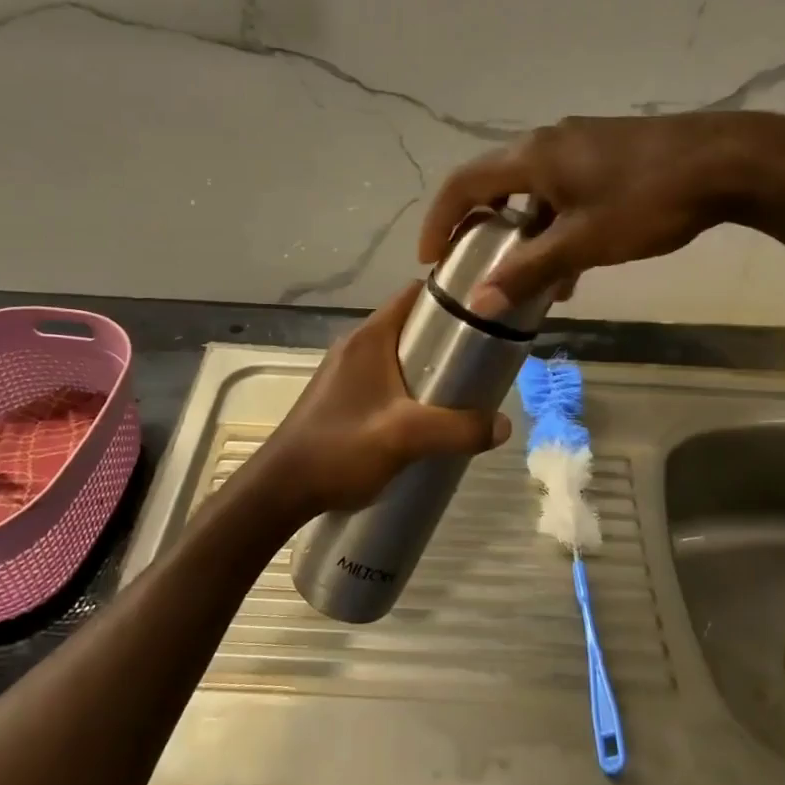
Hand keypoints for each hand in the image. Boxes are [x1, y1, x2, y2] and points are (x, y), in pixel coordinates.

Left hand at [251, 283, 511, 518]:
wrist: (280, 489)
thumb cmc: (340, 449)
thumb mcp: (407, 437)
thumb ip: (459, 429)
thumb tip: (504, 424)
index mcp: (369, 338)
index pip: (414, 294)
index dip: (450, 298)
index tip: (483, 315)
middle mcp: (356, 346)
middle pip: (410, 326)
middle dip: (446, 340)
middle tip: (480, 363)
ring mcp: (345, 372)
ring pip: (398, 356)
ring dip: (428, 369)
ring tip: (460, 394)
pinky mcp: (341, 397)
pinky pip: (385, 380)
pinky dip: (409, 389)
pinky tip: (426, 420)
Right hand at [418, 113, 784, 313]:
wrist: (729, 160)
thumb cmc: (648, 201)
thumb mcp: (584, 243)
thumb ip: (530, 271)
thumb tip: (480, 303)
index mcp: (532, 157)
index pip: (464, 184)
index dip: (440, 220)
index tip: (431, 258)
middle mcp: (547, 142)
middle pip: (495, 184)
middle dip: (481, 228)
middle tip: (474, 265)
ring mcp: (580, 144)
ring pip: (534, 191)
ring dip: (525, 233)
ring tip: (533, 280)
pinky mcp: (608, 151)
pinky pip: (564, 189)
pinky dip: (556, 223)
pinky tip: (577, 260)